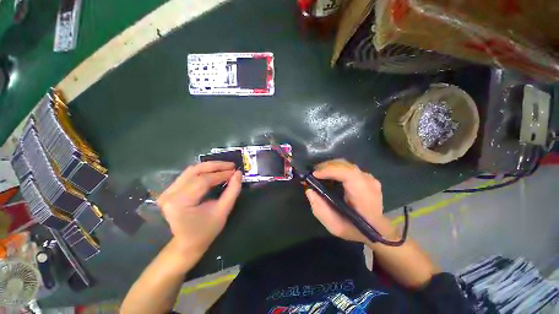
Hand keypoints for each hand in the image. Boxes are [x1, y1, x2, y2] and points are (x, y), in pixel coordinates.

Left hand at [157, 161, 241, 252]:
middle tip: (230, 165)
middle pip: (194, 172)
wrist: (187, 243)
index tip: (234, 171)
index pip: (202, 181)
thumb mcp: (221, 214)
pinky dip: (198, 173)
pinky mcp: (167, 191)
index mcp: (181, 202)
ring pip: (189, 172)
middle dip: (213, 167)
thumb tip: (238, 174)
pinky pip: (184, 177)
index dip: (220, 174)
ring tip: (222, 168)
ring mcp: (166, 192)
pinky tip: (210, 173)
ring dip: (206, 168)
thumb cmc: (205, 232)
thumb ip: (231, 193)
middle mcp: (170, 194)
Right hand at [305, 159, 394, 244]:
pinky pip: (353, 171)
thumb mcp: (335, 227)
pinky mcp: (370, 180)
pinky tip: (333, 178)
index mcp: (363, 194)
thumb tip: (310, 192)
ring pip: (350, 166)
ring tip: (320, 175)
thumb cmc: (355, 230)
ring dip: (333, 168)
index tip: (314, 175)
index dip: (330, 170)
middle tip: (313, 174)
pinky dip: (341, 171)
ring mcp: (371, 179)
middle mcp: (369, 182)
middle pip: (347, 166)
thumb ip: (321, 210)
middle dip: (328, 166)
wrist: (376, 230)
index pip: (348, 173)